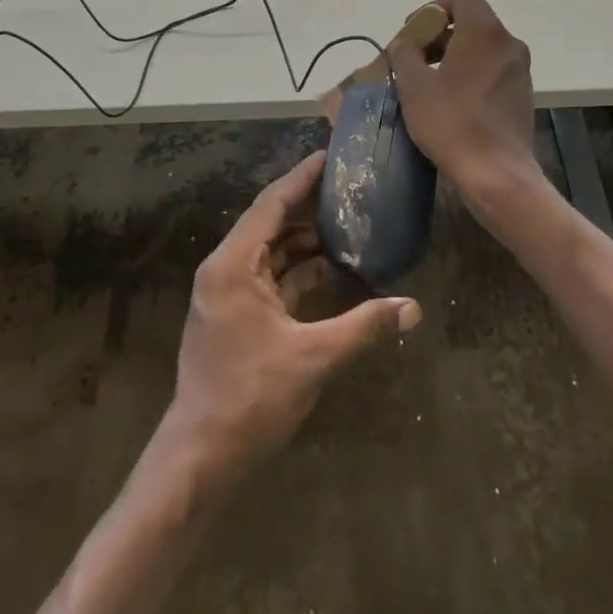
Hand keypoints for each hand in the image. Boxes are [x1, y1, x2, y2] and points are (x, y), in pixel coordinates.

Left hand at [169, 153, 421, 483]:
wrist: (200, 458)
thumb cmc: (250, 398)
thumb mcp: (312, 359)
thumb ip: (363, 327)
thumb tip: (412, 308)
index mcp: (233, 264)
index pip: (271, 204)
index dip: (302, 178)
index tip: (331, 155)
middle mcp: (226, 268)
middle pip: (271, 222)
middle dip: (309, 205)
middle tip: (349, 187)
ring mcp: (229, 292)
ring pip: (272, 251)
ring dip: (306, 240)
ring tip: (348, 223)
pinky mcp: (237, 315)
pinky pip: (272, 277)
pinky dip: (299, 270)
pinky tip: (332, 267)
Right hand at [390, 0, 545, 208]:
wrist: (496, 174)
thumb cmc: (451, 122)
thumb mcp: (414, 85)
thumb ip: (405, 54)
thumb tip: (404, 44)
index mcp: (484, 32)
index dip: (435, 8)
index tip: (414, 32)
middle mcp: (508, 43)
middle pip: (473, 21)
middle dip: (440, 33)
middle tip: (415, 57)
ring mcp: (520, 70)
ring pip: (483, 47)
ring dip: (455, 54)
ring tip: (429, 80)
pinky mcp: (523, 95)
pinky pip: (493, 69)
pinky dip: (471, 73)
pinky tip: (451, 100)